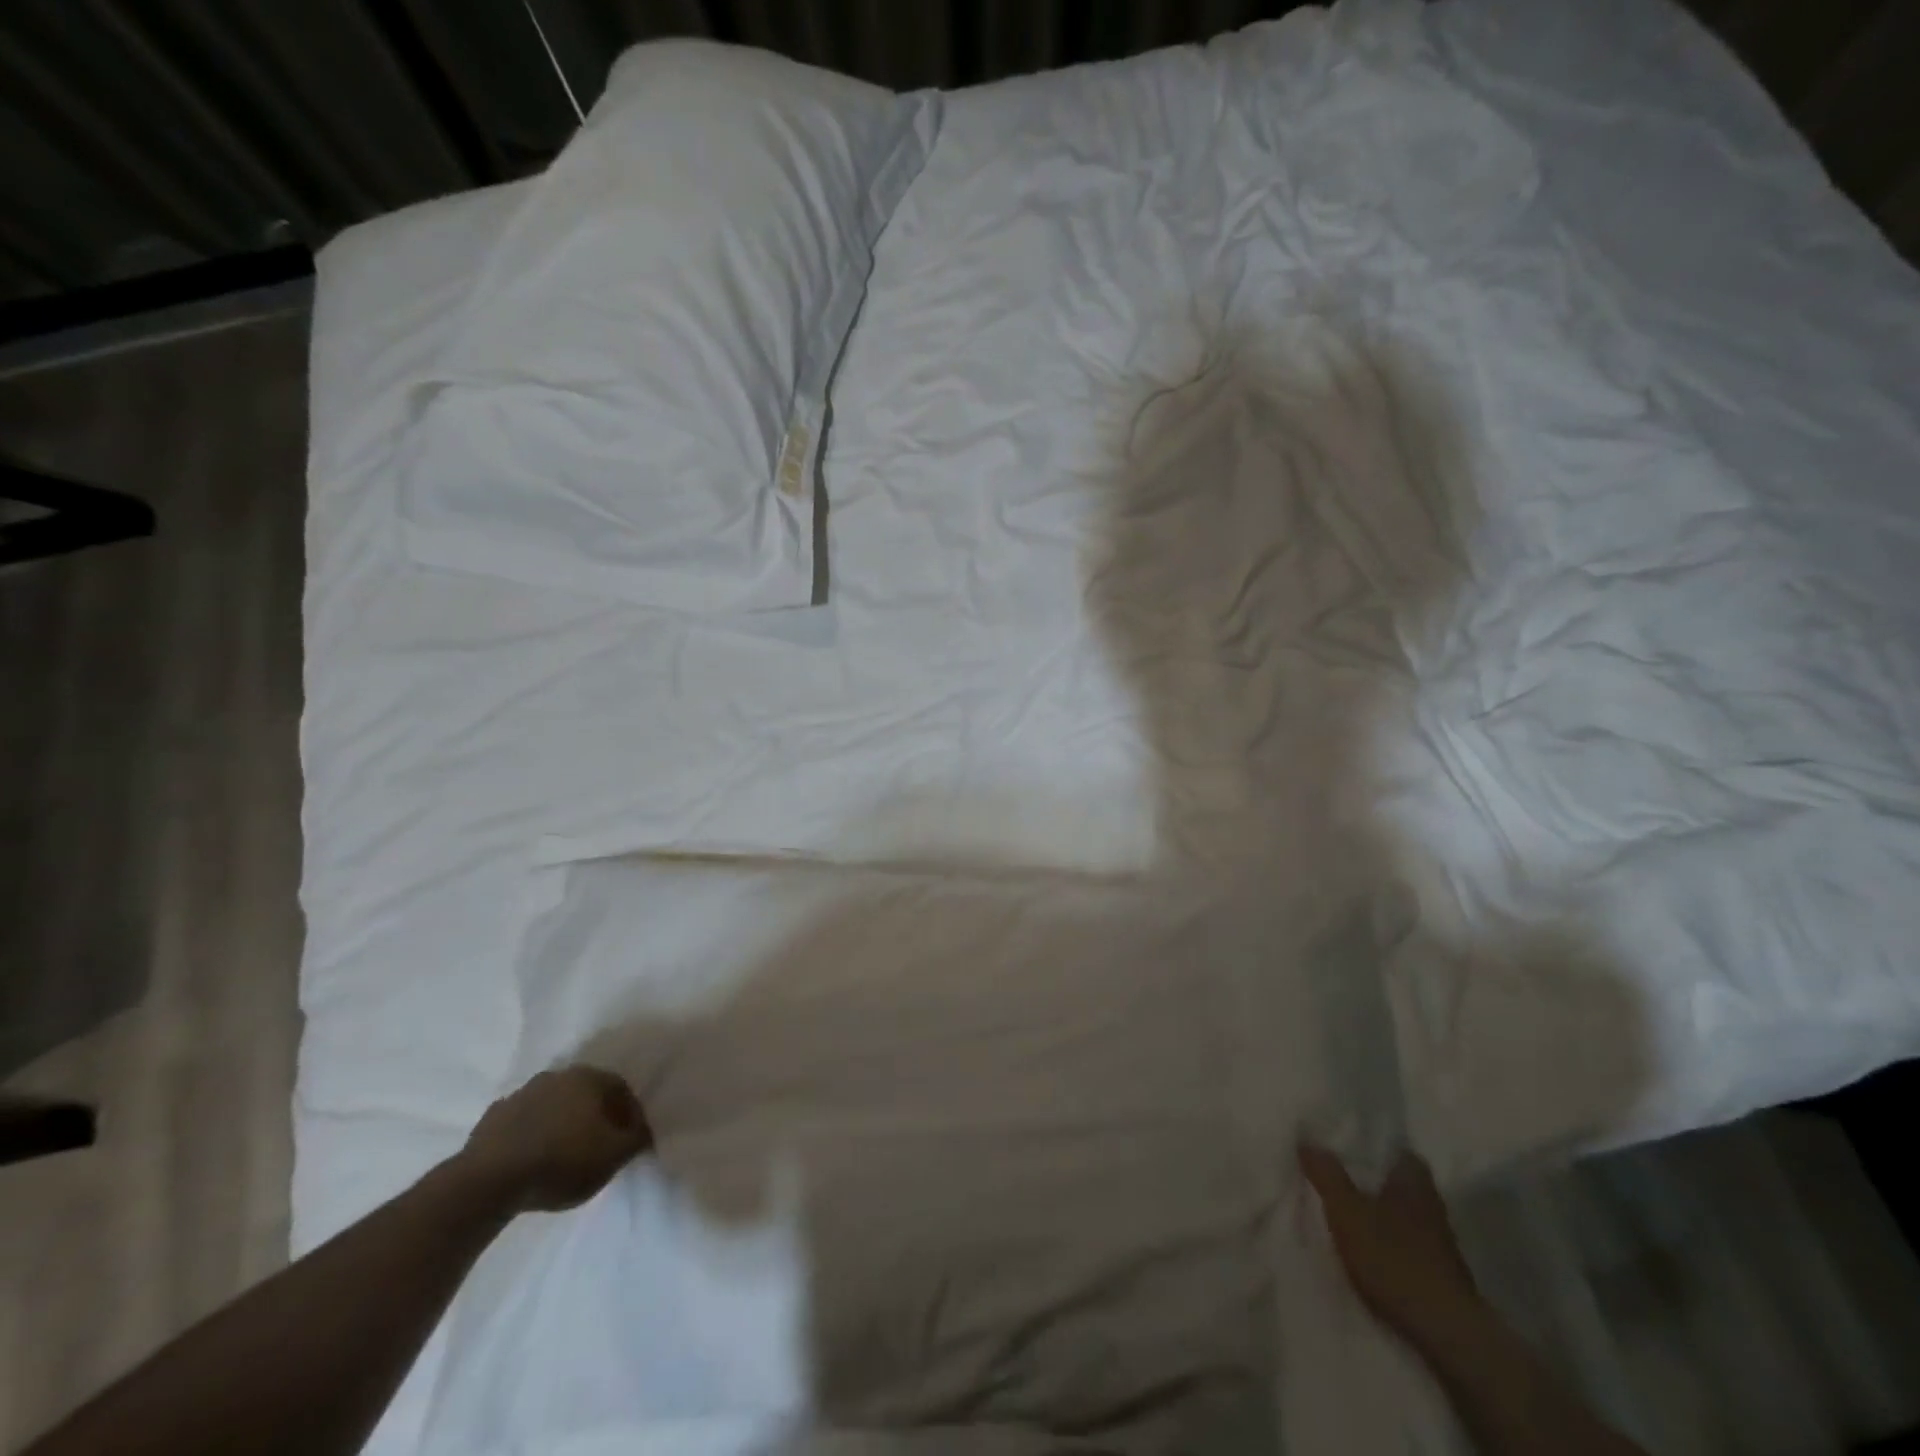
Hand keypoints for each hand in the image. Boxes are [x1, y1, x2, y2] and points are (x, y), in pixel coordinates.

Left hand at [458, 1066, 654, 1213]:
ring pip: (552, 1105)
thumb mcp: (613, 1156)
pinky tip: (531, 1158)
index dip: (629, 1114)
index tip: (630, 1139)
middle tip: (599, 1144)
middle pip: (585, 1093)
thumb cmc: (562, 1161)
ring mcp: (520, 1094)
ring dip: (561, 1122)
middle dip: (595, 1115)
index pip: (621, 1088)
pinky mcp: (491, 1119)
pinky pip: (522, 1123)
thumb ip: (636, 1139)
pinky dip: (531, 1135)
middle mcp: (557, 1076)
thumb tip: (644, 1131)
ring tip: (563, 1153)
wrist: (488, 1182)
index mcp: (589, 1077)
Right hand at [1298, 1142, 1482, 1353]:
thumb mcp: (1346, 1210)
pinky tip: (1369, 1247)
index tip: (1345, 1145)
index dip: (1371, 1145)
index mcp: (1414, 1180)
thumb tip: (1306, 1137)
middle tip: (1339, 1174)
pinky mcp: (1440, 1273)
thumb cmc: (1393, 1258)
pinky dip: (1389, 1240)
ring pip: (1404, 1212)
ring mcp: (1440, 1241)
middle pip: (1398, 1180)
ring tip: (1348, 1211)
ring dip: (1381, 1212)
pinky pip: (1408, 1242)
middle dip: (1372, 1179)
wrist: (1443, 1332)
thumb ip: (1327, 1173)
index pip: (1395, 1148)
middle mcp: (1432, 1203)